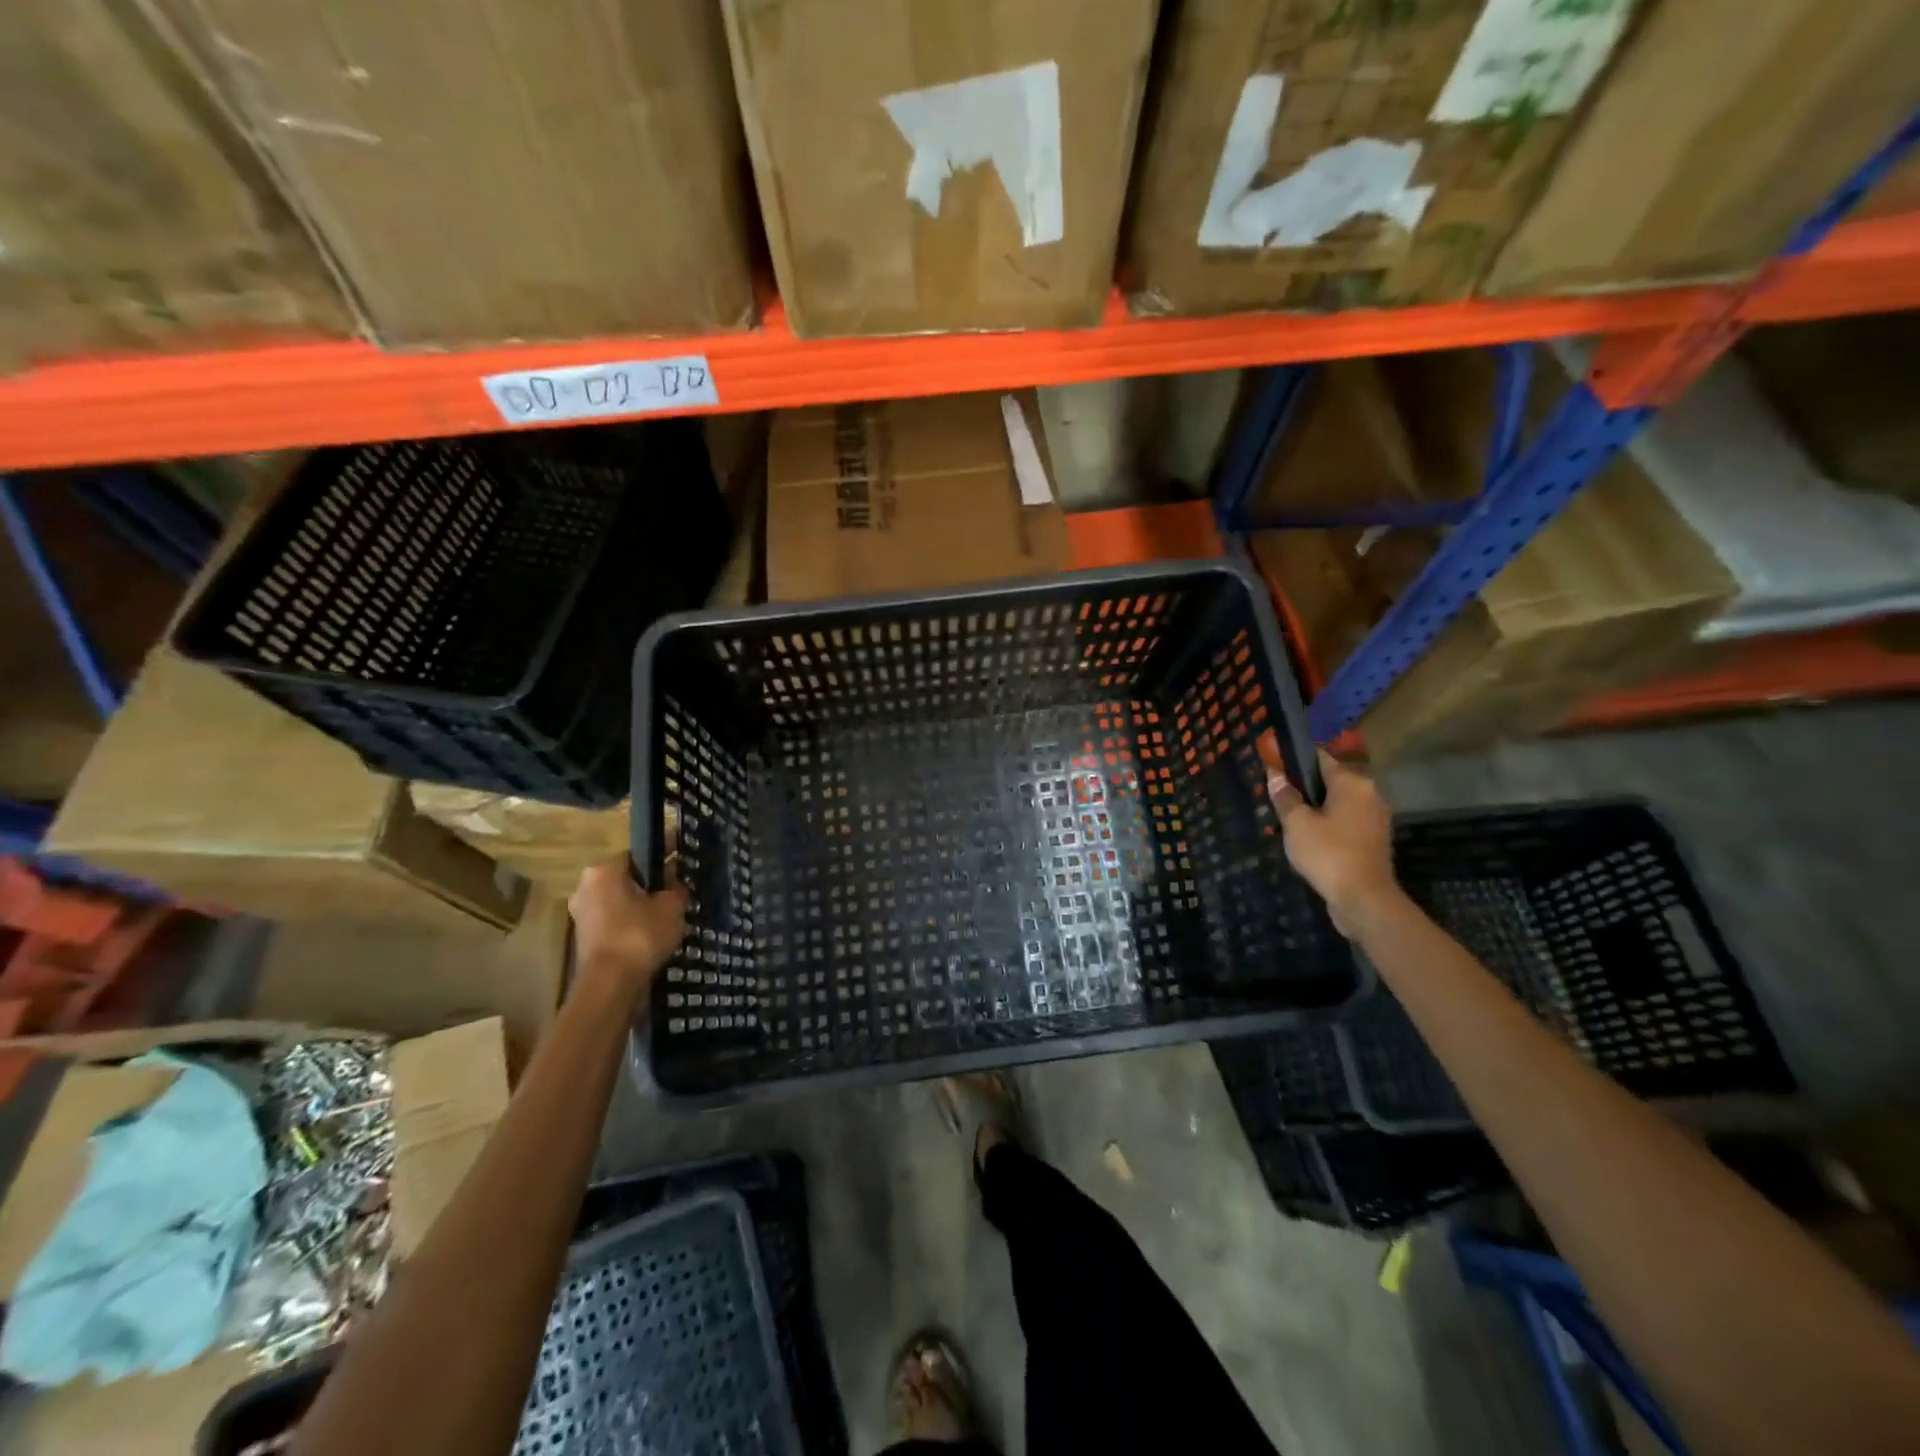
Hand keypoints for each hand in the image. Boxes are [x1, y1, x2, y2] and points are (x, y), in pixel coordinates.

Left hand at [568, 859, 688, 999]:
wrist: (610, 985)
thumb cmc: (640, 935)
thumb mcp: (671, 906)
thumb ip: (676, 887)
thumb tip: (676, 881)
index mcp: (604, 870)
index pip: (640, 853)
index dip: (665, 852)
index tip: (684, 853)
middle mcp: (586, 886)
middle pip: (628, 877)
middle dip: (652, 881)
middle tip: (680, 886)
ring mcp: (582, 913)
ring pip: (621, 899)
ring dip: (642, 903)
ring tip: (670, 911)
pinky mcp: (584, 937)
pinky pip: (615, 919)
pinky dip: (632, 921)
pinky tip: (653, 930)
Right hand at [1258, 734, 1398, 934]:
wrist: (1364, 900)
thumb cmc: (1328, 854)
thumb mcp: (1296, 823)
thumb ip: (1285, 796)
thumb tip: (1275, 774)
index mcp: (1352, 782)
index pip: (1319, 757)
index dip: (1293, 759)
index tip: (1272, 765)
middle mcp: (1369, 794)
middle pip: (1330, 780)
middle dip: (1304, 786)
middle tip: (1277, 797)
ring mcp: (1375, 818)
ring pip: (1338, 802)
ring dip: (1316, 807)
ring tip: (1288, 819)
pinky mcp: (1374, 840)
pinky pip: (1345, 822)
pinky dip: (1328, 824)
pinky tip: (1308, 837)